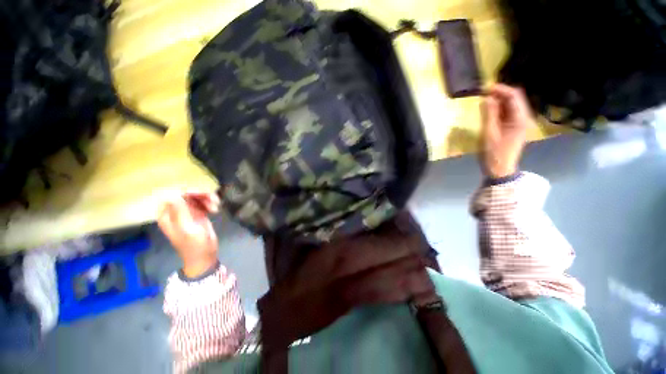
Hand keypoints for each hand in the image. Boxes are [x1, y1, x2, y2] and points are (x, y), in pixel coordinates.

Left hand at [158, 192, 220, 277]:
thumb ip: (180, 212)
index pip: (173, 195)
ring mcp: (187, 212)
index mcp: (167, 215)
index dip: (187, 191)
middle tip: (214, 200)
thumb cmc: (194, 246)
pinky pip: (202, 202)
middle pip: (186, 194)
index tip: (202, 194)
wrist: (205, 257)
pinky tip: (215, 209)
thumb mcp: (187, 229)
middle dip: (200, 194)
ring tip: (216, 206)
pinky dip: (210, 203)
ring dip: (207, 198)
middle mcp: (175, 211)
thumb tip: (174, 193)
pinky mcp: (198, 213)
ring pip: (196, 196)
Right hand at [480, 84, 534, 178]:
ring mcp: (518, 123)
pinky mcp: (513, 127)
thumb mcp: (489, 133)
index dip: (501, 89)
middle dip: (500, 93)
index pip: (514, 96)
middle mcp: (523, 118)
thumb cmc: (494, 153)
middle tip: (483, 93)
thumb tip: (487, 98)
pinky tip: (489, 110)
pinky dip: (498, 109)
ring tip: (484, 100)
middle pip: (514, 99)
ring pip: (511, 105)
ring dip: (498, 101)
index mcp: (520, 119)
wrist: (499, 169)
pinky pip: (507, 113)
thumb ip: (489, 114)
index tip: (485, 88)